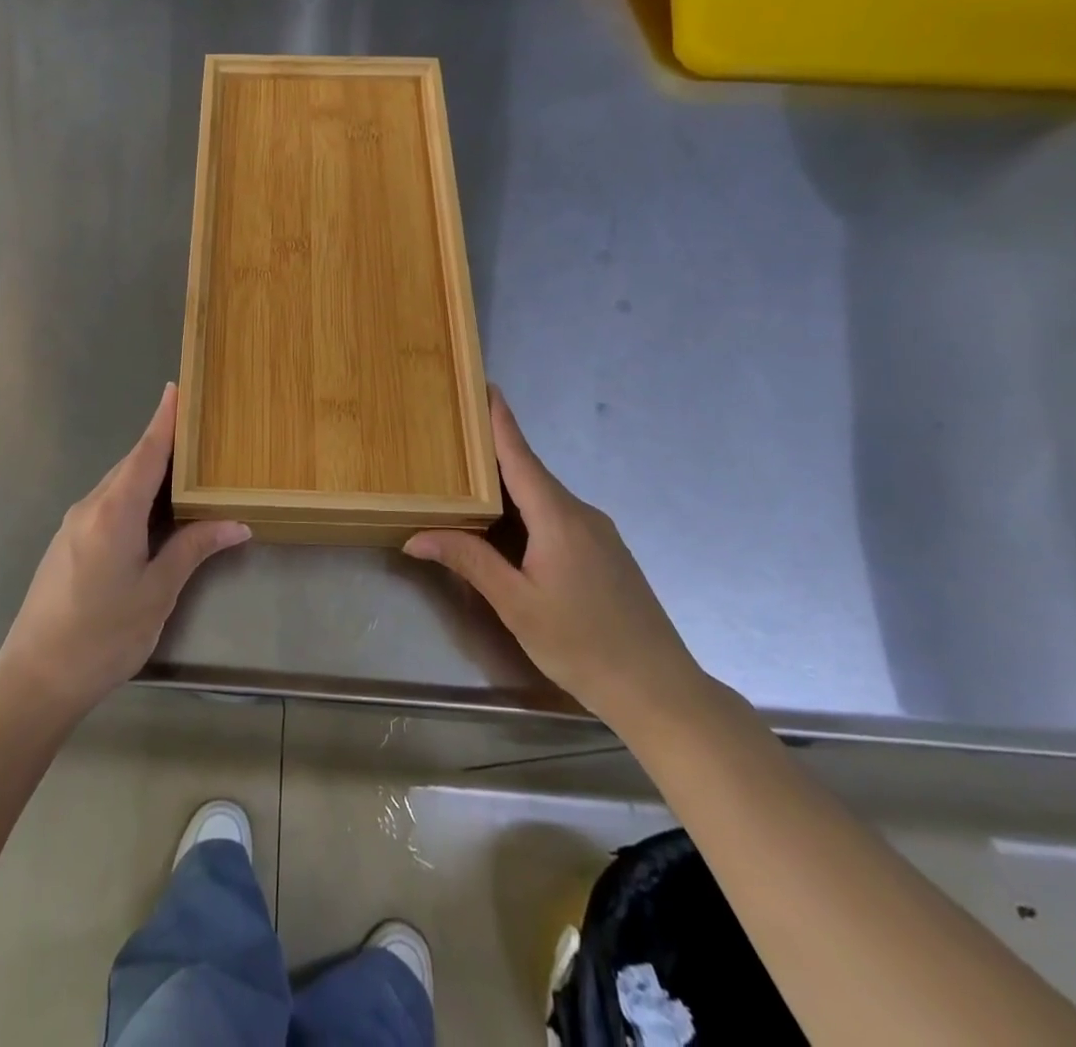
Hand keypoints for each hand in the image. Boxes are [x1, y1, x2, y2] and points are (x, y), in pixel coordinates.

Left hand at [0, 383, 249, 719]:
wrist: (35, 677)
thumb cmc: (103, 635)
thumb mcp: (157, 592)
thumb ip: (193, 549)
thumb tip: (236, 523)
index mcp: (114, 511)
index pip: (145, 453)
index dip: (163, 421)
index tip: (176, 388)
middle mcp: (90, 507)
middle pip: (131, 465)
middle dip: (162, 446)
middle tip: (197, 433)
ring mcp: (73, 525)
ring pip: (118, 486)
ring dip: (148, 474)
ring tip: (184, 470)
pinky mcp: (66, 543)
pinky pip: (106, 504)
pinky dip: (132, 496)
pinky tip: (152, 512)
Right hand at [403, 387, 706, 729]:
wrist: (660, 691)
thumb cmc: (583, 644)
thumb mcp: (516, 604)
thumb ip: (468, 562)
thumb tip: (415, 536)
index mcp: (558, 517)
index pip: (520, 455)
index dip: (499, 419)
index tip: (483, 384)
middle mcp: (580, 513)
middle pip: (529, 472)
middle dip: (491, 452)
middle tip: (451, 437)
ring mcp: (597, 533)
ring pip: (542, 497)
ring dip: (506, 486)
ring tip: (465, 480)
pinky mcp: (603, 553)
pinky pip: (555, 516)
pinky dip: (525, 510)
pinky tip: (504, 527)